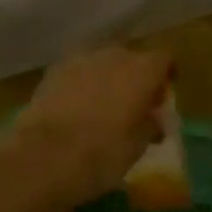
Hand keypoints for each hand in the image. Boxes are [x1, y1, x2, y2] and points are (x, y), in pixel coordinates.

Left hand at [4, 45, 172, 207]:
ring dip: (106, 79)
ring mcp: (80, 60)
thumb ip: (150, 125)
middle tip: (132, 105)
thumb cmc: (103, 153)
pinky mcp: (53, 71)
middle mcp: (114, 55)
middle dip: (134, 77)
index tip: (161, 98)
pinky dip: (81, 85)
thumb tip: (153, 119)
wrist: (45, 156)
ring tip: (102, 107)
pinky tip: (76, 108)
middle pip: (131, 58)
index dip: (165, 76)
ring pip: (101, 63)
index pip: (164, 60)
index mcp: (142, 70)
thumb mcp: (138, 146)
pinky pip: (77, 72)